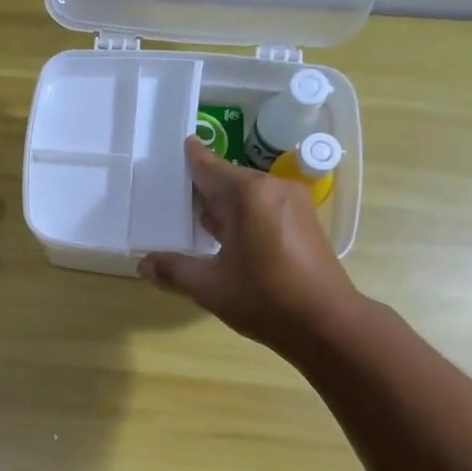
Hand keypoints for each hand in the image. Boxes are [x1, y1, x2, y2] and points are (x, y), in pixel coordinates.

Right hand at [140, 137, 358, 354]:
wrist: (328, 323)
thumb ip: (175, 271)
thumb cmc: (266, 300)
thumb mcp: (210, 287)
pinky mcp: (304, 220)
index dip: (190, 159)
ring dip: (223, 204)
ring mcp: (293, 202)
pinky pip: (264, 206)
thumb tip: (143, 265)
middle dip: (202, 187)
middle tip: (172, 195)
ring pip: (247, 194)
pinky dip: (242, 214)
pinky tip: (225, 235)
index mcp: (248, 195)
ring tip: (193, 216)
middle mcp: (272, 188)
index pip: (209, 168)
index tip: (176, 146)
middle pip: (228, 179)